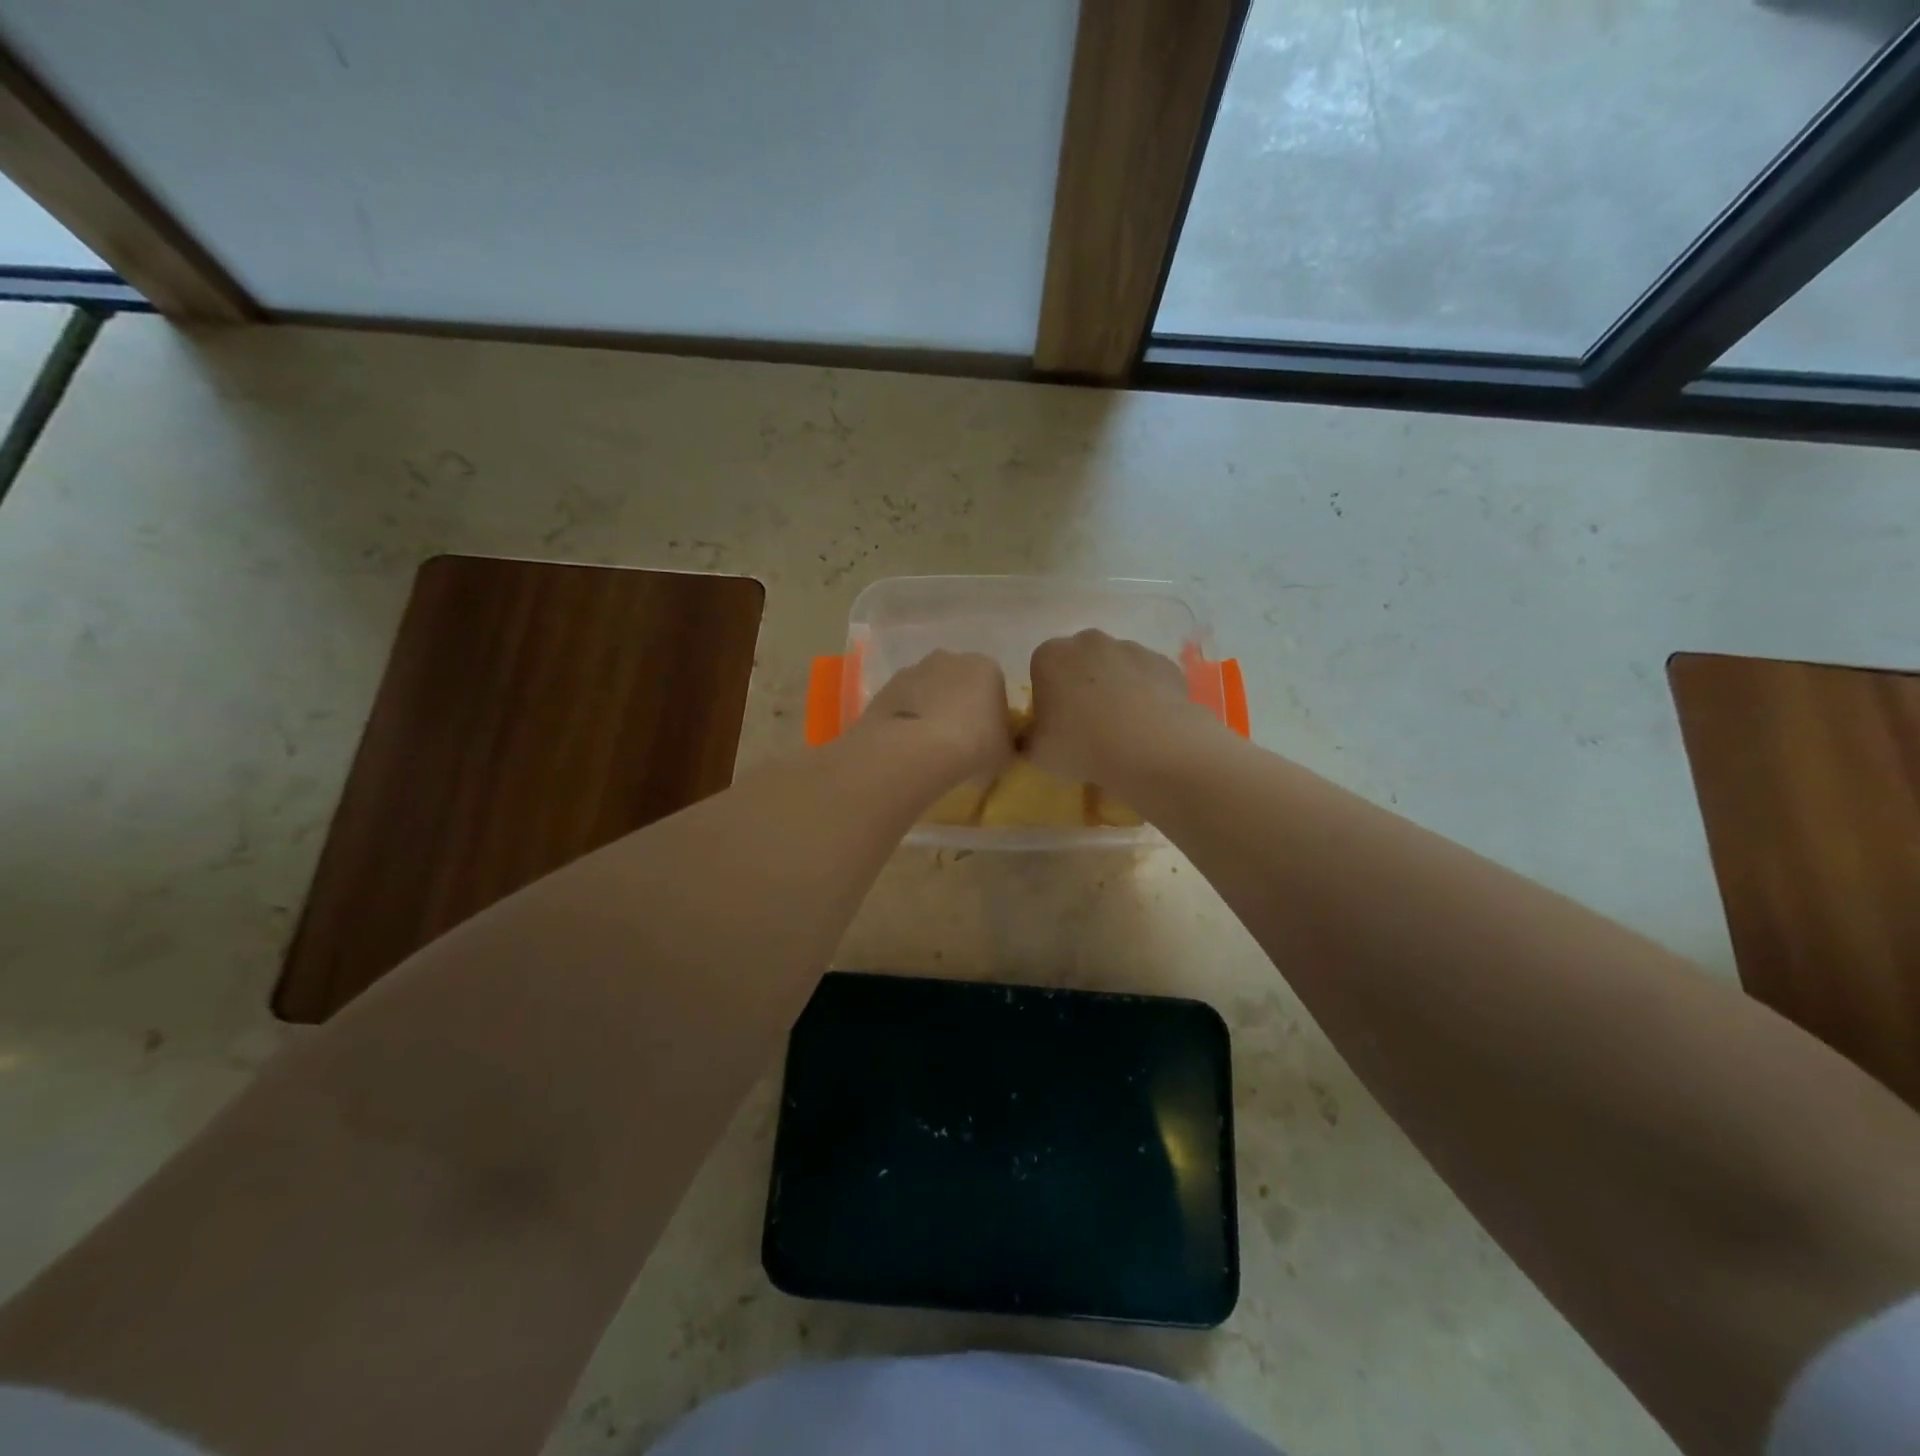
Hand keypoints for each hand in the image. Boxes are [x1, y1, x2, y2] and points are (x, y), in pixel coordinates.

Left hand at [855, 650, 1013, 781]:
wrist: (913, 750)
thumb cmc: (972, 747)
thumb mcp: (1006, 753)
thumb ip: (1008, 743)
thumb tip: (1002, 744)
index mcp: (987, 668)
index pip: (995, 686)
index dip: (992, 713)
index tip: (987, 739)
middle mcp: (951, 659)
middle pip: (960, 682)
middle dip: (960, 705)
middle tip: (959, 741)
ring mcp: (915, 669)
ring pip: (929, 690)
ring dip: (931, 710)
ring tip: (929, 746)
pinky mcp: (887, 687)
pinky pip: (904, 703)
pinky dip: (907, 718)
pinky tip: (907, 744)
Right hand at [1027, 630, 1215, 784]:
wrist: (1153, 748)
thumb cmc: (1083, 746)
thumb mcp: (1037, 753)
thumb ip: (1026, 739)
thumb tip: (1029, 736)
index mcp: (1050, 656)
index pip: (1041, 669)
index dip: (1047, 697)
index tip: (1056, 724)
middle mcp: (1088, 641)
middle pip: (1079, 662)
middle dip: (1080, 685)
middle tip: (1087, 725)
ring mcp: (1130, 647)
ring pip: (1115, 666)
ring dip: (1114, 687)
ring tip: (1122, 727)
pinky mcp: (1163, 661)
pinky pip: (1146, 676)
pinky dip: (1145, 693)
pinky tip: (1148, 723)